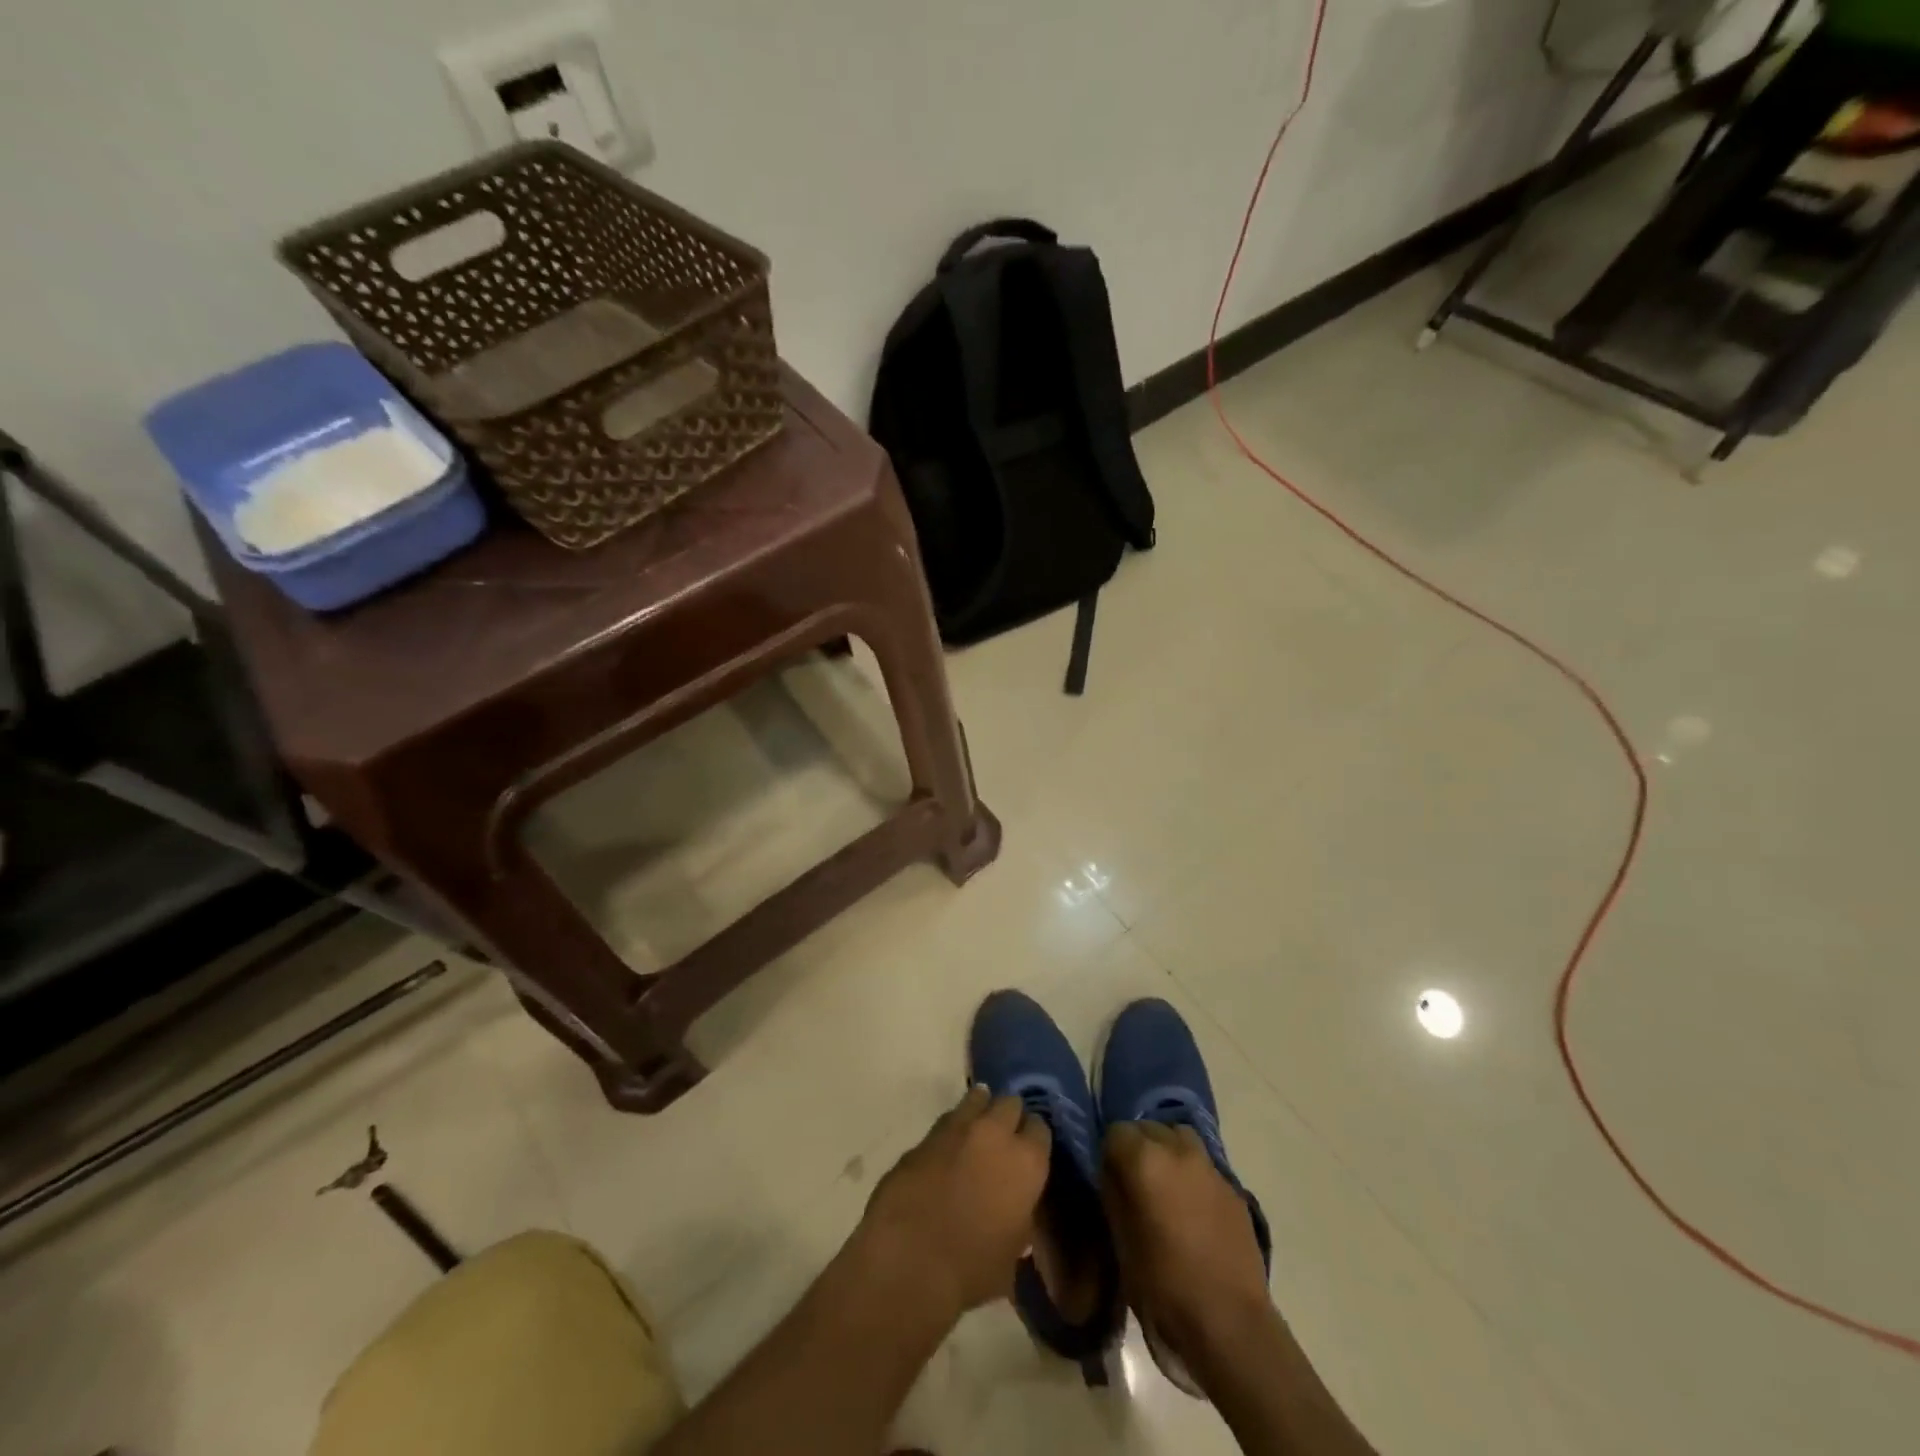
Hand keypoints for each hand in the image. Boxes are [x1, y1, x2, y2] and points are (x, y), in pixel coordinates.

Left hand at [857, 1086, 1051, 1323]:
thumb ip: (1020, 1218)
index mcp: (1027, 1162)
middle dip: (1009, 1116)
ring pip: (977, 1098)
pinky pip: (947, 1120)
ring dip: (980, 1110)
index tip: (1028, 1151)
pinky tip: (948, 1148)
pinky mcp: (925, 1134)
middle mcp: (996, 1133)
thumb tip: (1015, 1209)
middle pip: (1010, 1102)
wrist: (910, 1260)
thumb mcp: (1013, 1252)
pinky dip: (952, 1128)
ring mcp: (958, 1127)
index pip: (1040, 1128)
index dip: (1033, 1139)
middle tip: (1003, 1139)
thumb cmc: (972, 1270)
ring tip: (976, 1130)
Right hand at [1100, 1120, 1275, 1369]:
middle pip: (1148, 1128)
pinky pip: (1203, 1164)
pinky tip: (1191, 1208)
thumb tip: (1113, 1174)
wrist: (1230, 1324)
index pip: (1116, 1132)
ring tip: (1164, 1186)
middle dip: (1137, 1147)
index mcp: (1144, 1160)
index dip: (1109, 1155)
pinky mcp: (1232, 1187)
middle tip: (1134, 1183)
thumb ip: (1114, 1195)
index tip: (1109, 1180)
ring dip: (1167, 1151)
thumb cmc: (1163, 1287)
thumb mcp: (1121, 1242)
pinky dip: (1191, 1173)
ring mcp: (1209, 1166)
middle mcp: (1177, 1150)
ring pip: (1178, 1136)